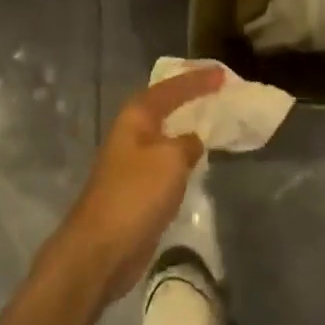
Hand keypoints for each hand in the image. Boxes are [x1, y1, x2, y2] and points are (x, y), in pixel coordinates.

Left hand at [58, 67, 223, 302]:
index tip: (223, 74)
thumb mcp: (171, 160)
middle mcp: (132, 134)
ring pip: (166, 135)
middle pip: (164, 106)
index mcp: (136, 118)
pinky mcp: (137, 190)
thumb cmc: (136, 195)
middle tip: (219, 90)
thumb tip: (194, 141)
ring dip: (188, 127)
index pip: (171, 89)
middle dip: (190, 97)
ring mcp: (132, 163)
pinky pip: (167, 162)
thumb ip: (188, 143)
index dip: (197, 80)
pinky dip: (184, 156)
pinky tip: (200, 161)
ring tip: (215, 121)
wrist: (101, 250)